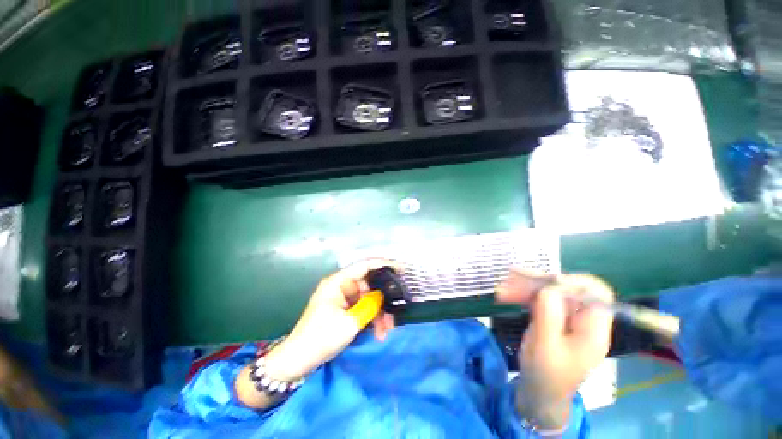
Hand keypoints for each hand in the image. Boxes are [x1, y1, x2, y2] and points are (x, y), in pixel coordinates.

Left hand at [264, 259, 398, 381]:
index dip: (383, 264)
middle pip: (368, 285)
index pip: (364, 266)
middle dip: (383, 299)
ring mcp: (342, 298)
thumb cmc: (322, 337)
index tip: (400, 268)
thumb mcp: (350, 322)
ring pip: (367, 299)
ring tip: (386, 329)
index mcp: (338, 282)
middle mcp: (341, 286)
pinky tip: (378, 332)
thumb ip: (370, 305)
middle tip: (395, 312)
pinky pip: (362, 308)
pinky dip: (371, 318)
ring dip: (378, 313)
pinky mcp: (343, 310)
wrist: (298, 362)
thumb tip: (382, 295)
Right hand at [496, 269, 614, 429]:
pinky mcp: (550, 317)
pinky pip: (537, 299)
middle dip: (538, 281)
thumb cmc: (546, 374)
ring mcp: (565, 317)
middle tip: (511, 277)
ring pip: (548, 291)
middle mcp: (581, 318)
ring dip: (524, 286)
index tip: (545, 283)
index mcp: (592, 329)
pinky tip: (505, 294)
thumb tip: (548, 287)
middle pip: (565, 288)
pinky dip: (521, 294)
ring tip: (502, 286)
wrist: (538, 391)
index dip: (572, 283)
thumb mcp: (546, 346)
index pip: (594, 293)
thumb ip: (549, 315)